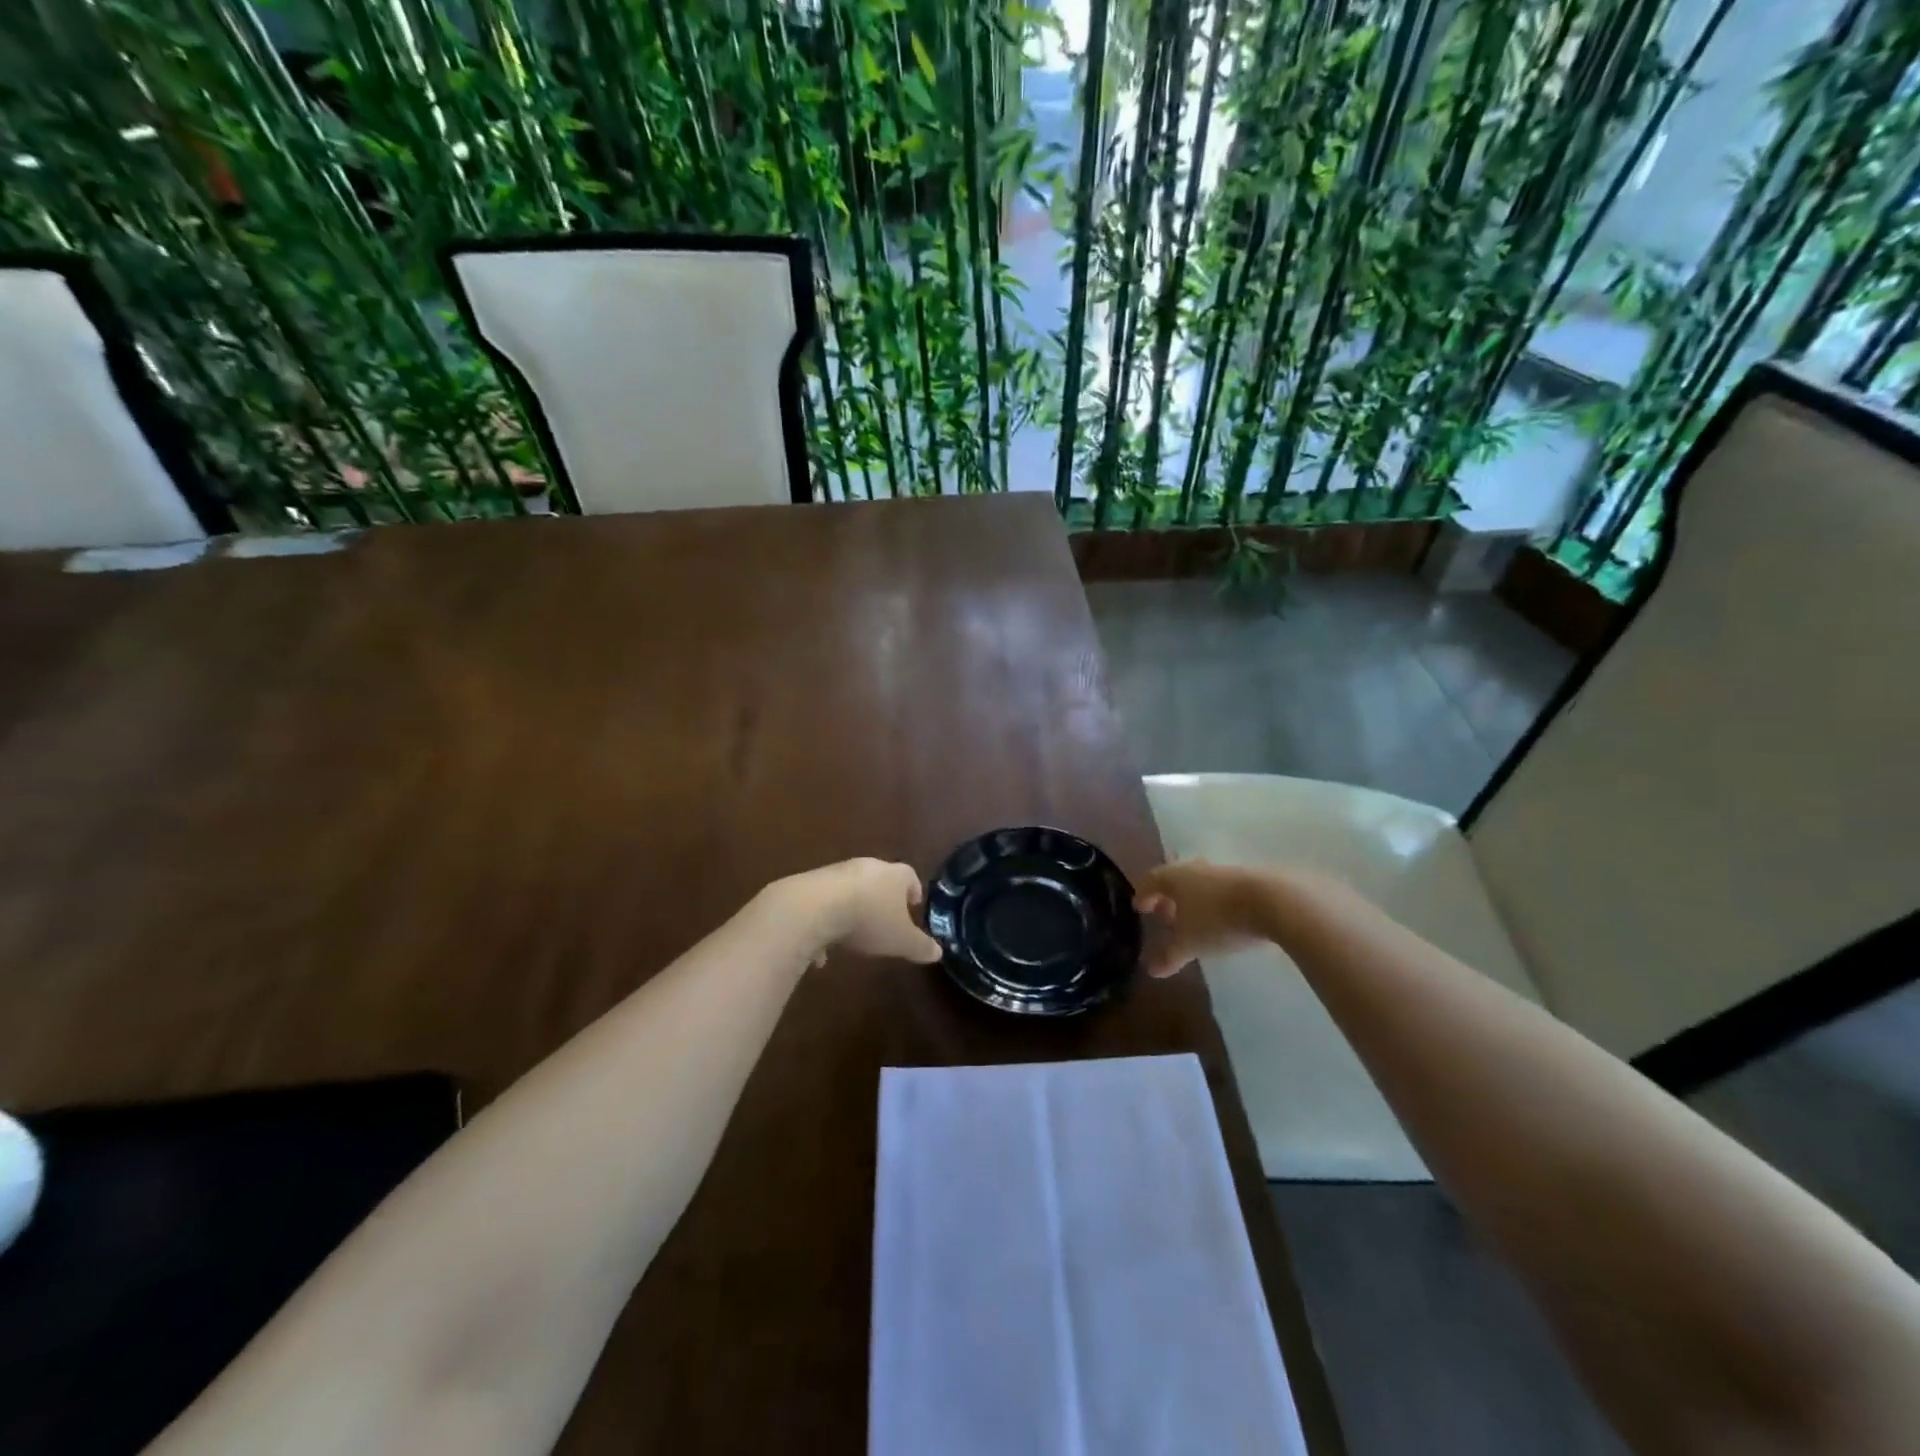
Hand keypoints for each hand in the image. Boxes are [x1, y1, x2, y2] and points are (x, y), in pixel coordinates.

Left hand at [770, 858, 942, 965]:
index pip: (909, 876)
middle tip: (887, 918)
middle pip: (880, 879)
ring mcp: (837, 873)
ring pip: (851, 890)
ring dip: (854, 908)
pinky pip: (825, 902)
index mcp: (894, 875)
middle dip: (883, 898)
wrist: (815, 907)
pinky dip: (827, 921)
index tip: (914, 904)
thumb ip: (920, 946)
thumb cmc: (869, 920)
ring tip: (854, 935)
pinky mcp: (812, 884)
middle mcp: (867, 867)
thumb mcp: (901, 940)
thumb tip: (938, 953)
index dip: (913, 890)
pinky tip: (822, 950)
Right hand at [1134, 860, 1267, 977]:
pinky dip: (1214, 902)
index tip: (1139, 908)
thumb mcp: (1190, 943)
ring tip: (1194, 920)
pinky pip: (1221, 890)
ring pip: (1200, 884)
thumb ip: (1169, 956)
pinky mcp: (1248, 879)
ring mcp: (1224, 871)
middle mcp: (1195, 868)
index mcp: (1174, 877)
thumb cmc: (1219, 919)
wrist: (1273, 902)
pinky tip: (1221, 920)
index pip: (1151, 881)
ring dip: (1193, 900)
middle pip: (1175, 880)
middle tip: (1165, 915)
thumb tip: (1151, 970)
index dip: (1143, 895)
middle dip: (1168, 897)